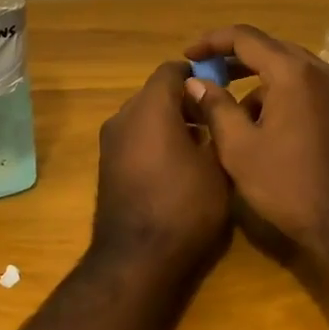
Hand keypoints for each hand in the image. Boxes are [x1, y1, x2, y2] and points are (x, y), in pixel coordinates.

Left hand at [93, 61, 232, 275]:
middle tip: (216, 120)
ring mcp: (110, 142)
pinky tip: (178, 166)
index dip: (198, 74)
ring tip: (202, 146)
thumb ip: (218, 126)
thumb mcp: (217, 165)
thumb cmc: (185, 206)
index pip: (171, 70)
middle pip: (156, 92)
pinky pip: (134, 138)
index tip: (221, 87)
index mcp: (150, 107)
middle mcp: (124, 116)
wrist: (136, 259)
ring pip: (144, 116)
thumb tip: (217, 106)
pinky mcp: (107, 165)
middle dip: (185, 100)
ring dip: (170, 122)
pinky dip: (154, 140)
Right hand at [182, 25, 328, 265]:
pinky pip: (311, 88)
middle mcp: (324, 71)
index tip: (188, 56)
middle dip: (237, 61)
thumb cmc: (289, 187)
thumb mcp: (240, 149)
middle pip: (272, 50)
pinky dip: (285, 94)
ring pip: (292, 70)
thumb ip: (216, 107)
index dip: (212, 42)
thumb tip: (196, 82)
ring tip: (236, 114)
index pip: (246, 38)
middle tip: (208, 77)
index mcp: (295, 73)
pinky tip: (269, 126)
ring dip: (261, 82)